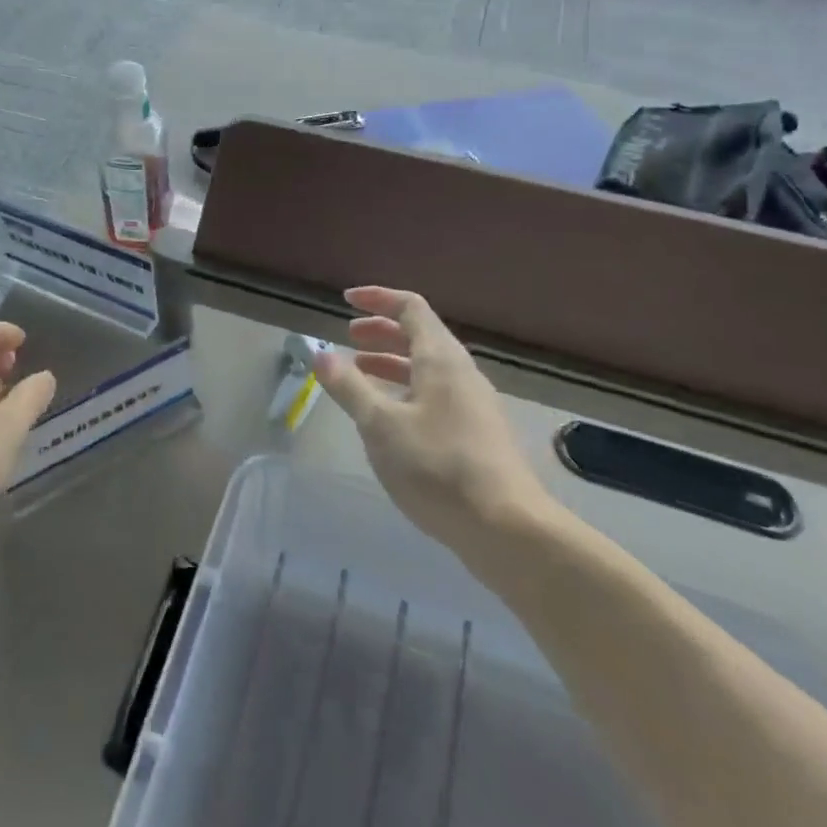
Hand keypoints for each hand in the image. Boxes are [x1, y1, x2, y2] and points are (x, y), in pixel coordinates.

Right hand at [314, 286, 553, 551]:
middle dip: (381, 331)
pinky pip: (436, 395)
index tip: (346, 301)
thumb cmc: (438, 467)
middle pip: (420, 335)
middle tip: (349, 337)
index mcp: (441, 359)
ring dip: (392, 363)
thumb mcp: (381, 425)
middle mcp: (461, 372)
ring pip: (428, 368)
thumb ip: (349, 388)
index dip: (378, 299)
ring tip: (359, 374)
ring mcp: (473, 404)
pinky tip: (389, 418)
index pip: (410, 308)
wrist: (507, 528)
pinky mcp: (477, 434)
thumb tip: (320, 354)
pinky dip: (406, 390)